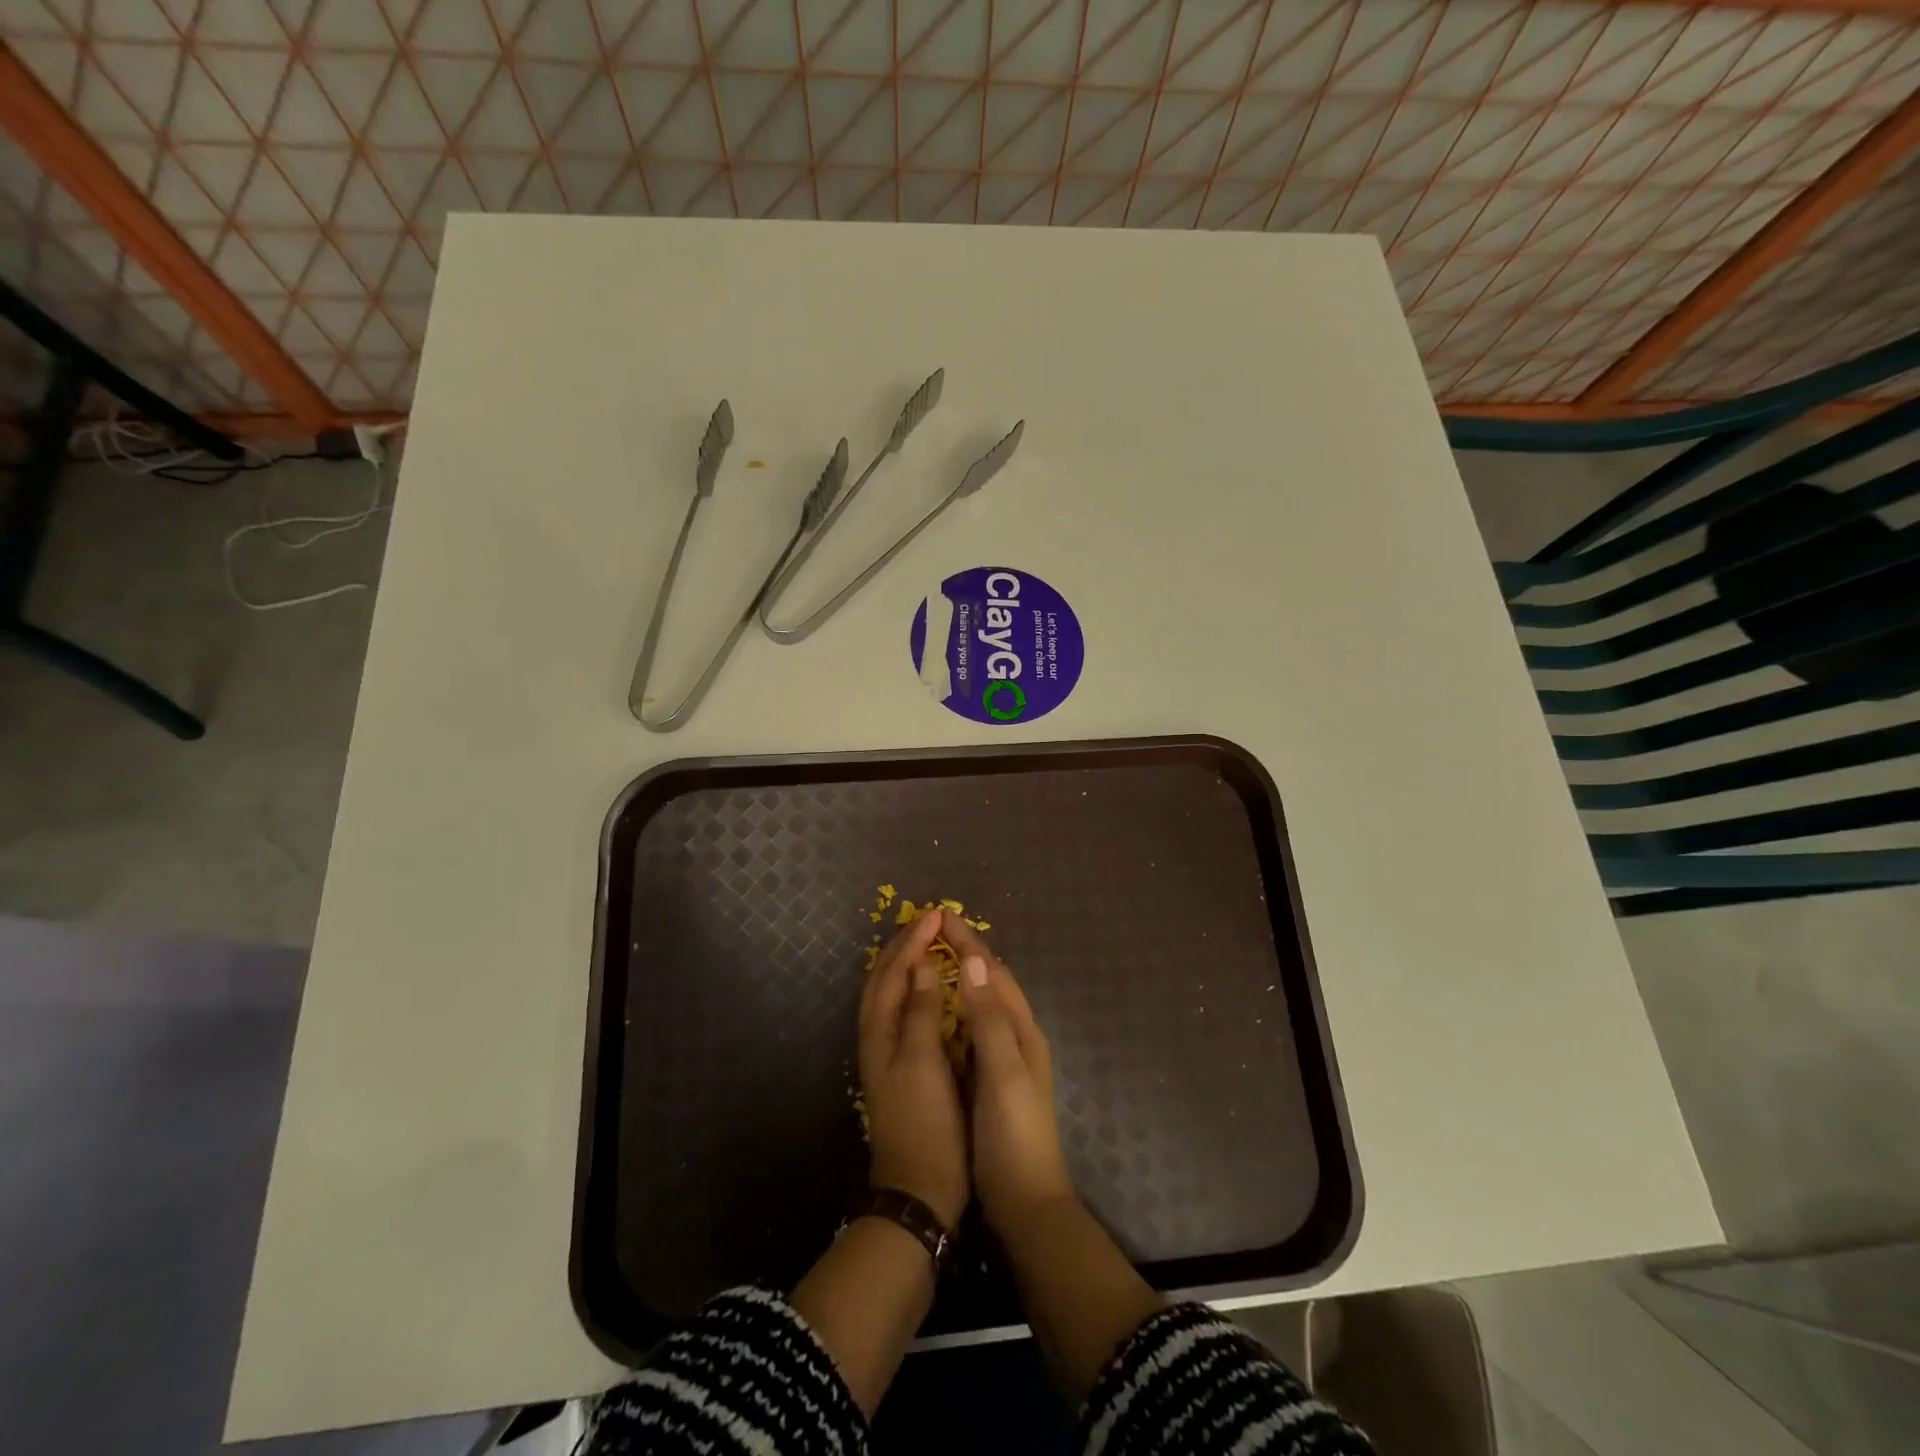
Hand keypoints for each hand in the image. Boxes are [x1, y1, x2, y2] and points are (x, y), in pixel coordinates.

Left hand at [859, 908, 968, 1227]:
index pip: (894, 971)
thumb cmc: (925, 1121)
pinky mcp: (902, 1065)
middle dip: (906, 944)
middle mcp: (878, 1035)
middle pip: (886, 977)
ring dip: (907, 962)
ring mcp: (887, 1051)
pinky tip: (931, 988)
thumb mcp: (923, 1061)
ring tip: (929, 942)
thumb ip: (921, 1010)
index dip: (914, 940)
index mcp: (880, 1030)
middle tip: (931, 920)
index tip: (939, 914)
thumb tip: (923, 963)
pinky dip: (914, 987)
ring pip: (892, 992)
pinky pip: (903, 1010)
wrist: (918, 1188)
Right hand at [942, 912, 1075, 1233]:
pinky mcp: (993, 1077)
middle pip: (991, 982)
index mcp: (1022, 1030)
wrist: (1026, 1202)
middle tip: (935, 929)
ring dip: (964, 975)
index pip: (993, 973)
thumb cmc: (1014, 1134)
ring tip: (937, 956)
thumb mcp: (1002, 1073)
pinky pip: (975, 1027)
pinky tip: (942, 1011)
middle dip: (967, 951)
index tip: (942, 915)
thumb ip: (988, 1018)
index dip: (969, 942)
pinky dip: (959, 1006)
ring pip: (984, 1002)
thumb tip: (974, 960)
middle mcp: (1018, 1036)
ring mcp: (1007, 1058)